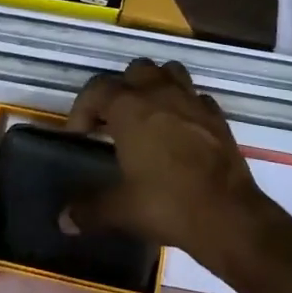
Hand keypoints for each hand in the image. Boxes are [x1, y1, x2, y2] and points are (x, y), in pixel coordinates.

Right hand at [64, 59, 270, 270]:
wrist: (227, 215)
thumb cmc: (167, 204)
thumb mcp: (121, 209)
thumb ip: (89, 210)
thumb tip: (64, 221)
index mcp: (130, 108)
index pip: (97, 89)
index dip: (83, 108)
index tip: (80, 136)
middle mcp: (160, 94)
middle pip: (135, 71)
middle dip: (121, 90)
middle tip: (114, 121)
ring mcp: (193, 101)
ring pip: (170, 72)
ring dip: (155, 86)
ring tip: (148, 115)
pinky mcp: (217, 117)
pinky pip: (196, 97)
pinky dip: (185, 106)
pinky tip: (181, 130)